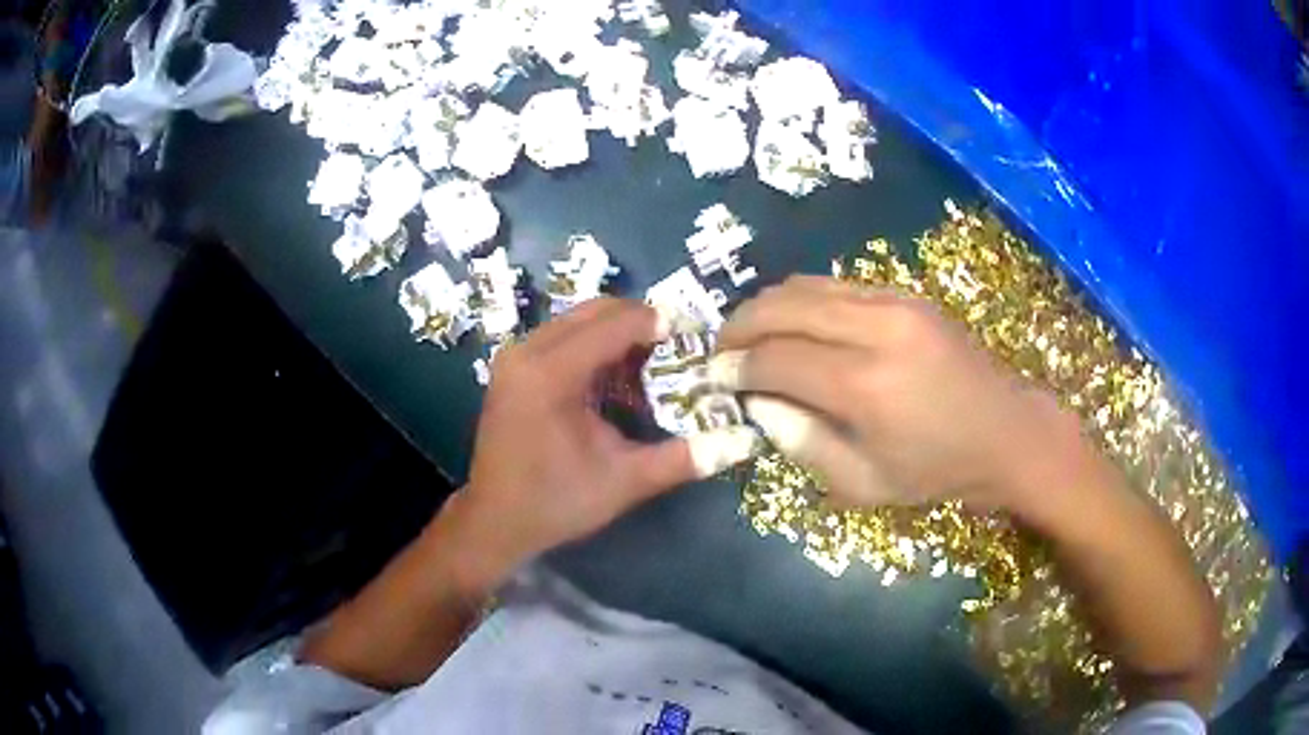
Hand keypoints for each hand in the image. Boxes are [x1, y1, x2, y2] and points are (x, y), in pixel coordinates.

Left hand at [454, 298, 758, 580]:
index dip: (660, 324)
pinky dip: (594, 345)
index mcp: (550, 372)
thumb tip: (745, 440)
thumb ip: (684, 458)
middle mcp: (527, 350)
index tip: (696, 340)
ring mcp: (515, 356)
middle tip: (677, 351)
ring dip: (617, 333)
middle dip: (641, 323)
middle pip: (596, 310)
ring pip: (578, 319)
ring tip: (651, 365)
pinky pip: (562, 336)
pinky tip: (614, 379)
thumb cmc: (556, 502)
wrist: (494, 521)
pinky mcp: (512, 367)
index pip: (616, 323)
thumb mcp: (625, 482)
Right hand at [713, 276, 1083, 510]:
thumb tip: (758, 403)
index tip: (714, 377)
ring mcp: (894, 303)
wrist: (1007, 433)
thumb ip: (800, 441)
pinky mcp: (906, 295)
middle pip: (783, 307)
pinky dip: (803, 299)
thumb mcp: (862, 484)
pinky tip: (796, 323)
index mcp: (863, 386)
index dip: (736, 367)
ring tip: (750, 332)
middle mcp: (875, 329)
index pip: (775, 360)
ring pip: (806, 285)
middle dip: (740, 324)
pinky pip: (837, 284)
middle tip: (721, 348)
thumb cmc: (937, 472)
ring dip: (767, 306)